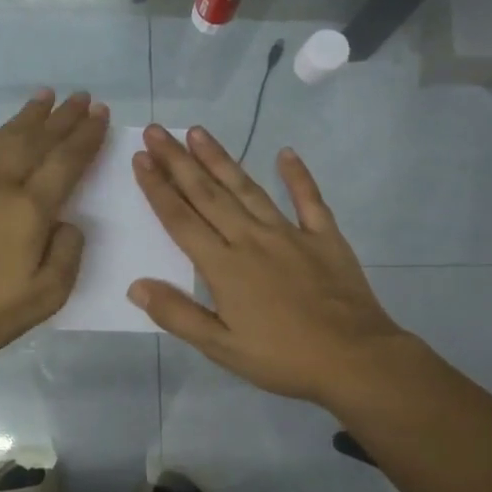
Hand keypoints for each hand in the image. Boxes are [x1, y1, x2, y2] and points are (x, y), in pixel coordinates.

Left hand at [0, 90, 107, 370]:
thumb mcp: (45, 297)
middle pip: (36, 140)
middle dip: (62, 117)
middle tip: (82, 97)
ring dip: (28, 116)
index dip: (86, 137)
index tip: (101, 115)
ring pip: (3, 137)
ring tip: (46, 97)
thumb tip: (67, 222)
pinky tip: (2, 131)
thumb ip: (67, 254)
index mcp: (27, 210)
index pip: (65, 162)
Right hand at [129, 125, 410, 408]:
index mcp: (224, 266)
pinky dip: (298, 175)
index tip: (140, 159)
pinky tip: (286, 153)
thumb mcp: (221, 347)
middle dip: (178, 161)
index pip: (181, 219)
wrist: (355, 360)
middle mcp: (252, 239)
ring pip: (248, 188)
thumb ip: (178, 315)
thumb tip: (136, 285)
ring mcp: (290, 234)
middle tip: (157, 131)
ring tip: (198, 132)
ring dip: (221, 159)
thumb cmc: (282, 358)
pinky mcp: (325, 237)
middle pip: (208, 194)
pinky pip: (309, 199)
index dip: (157, 189)